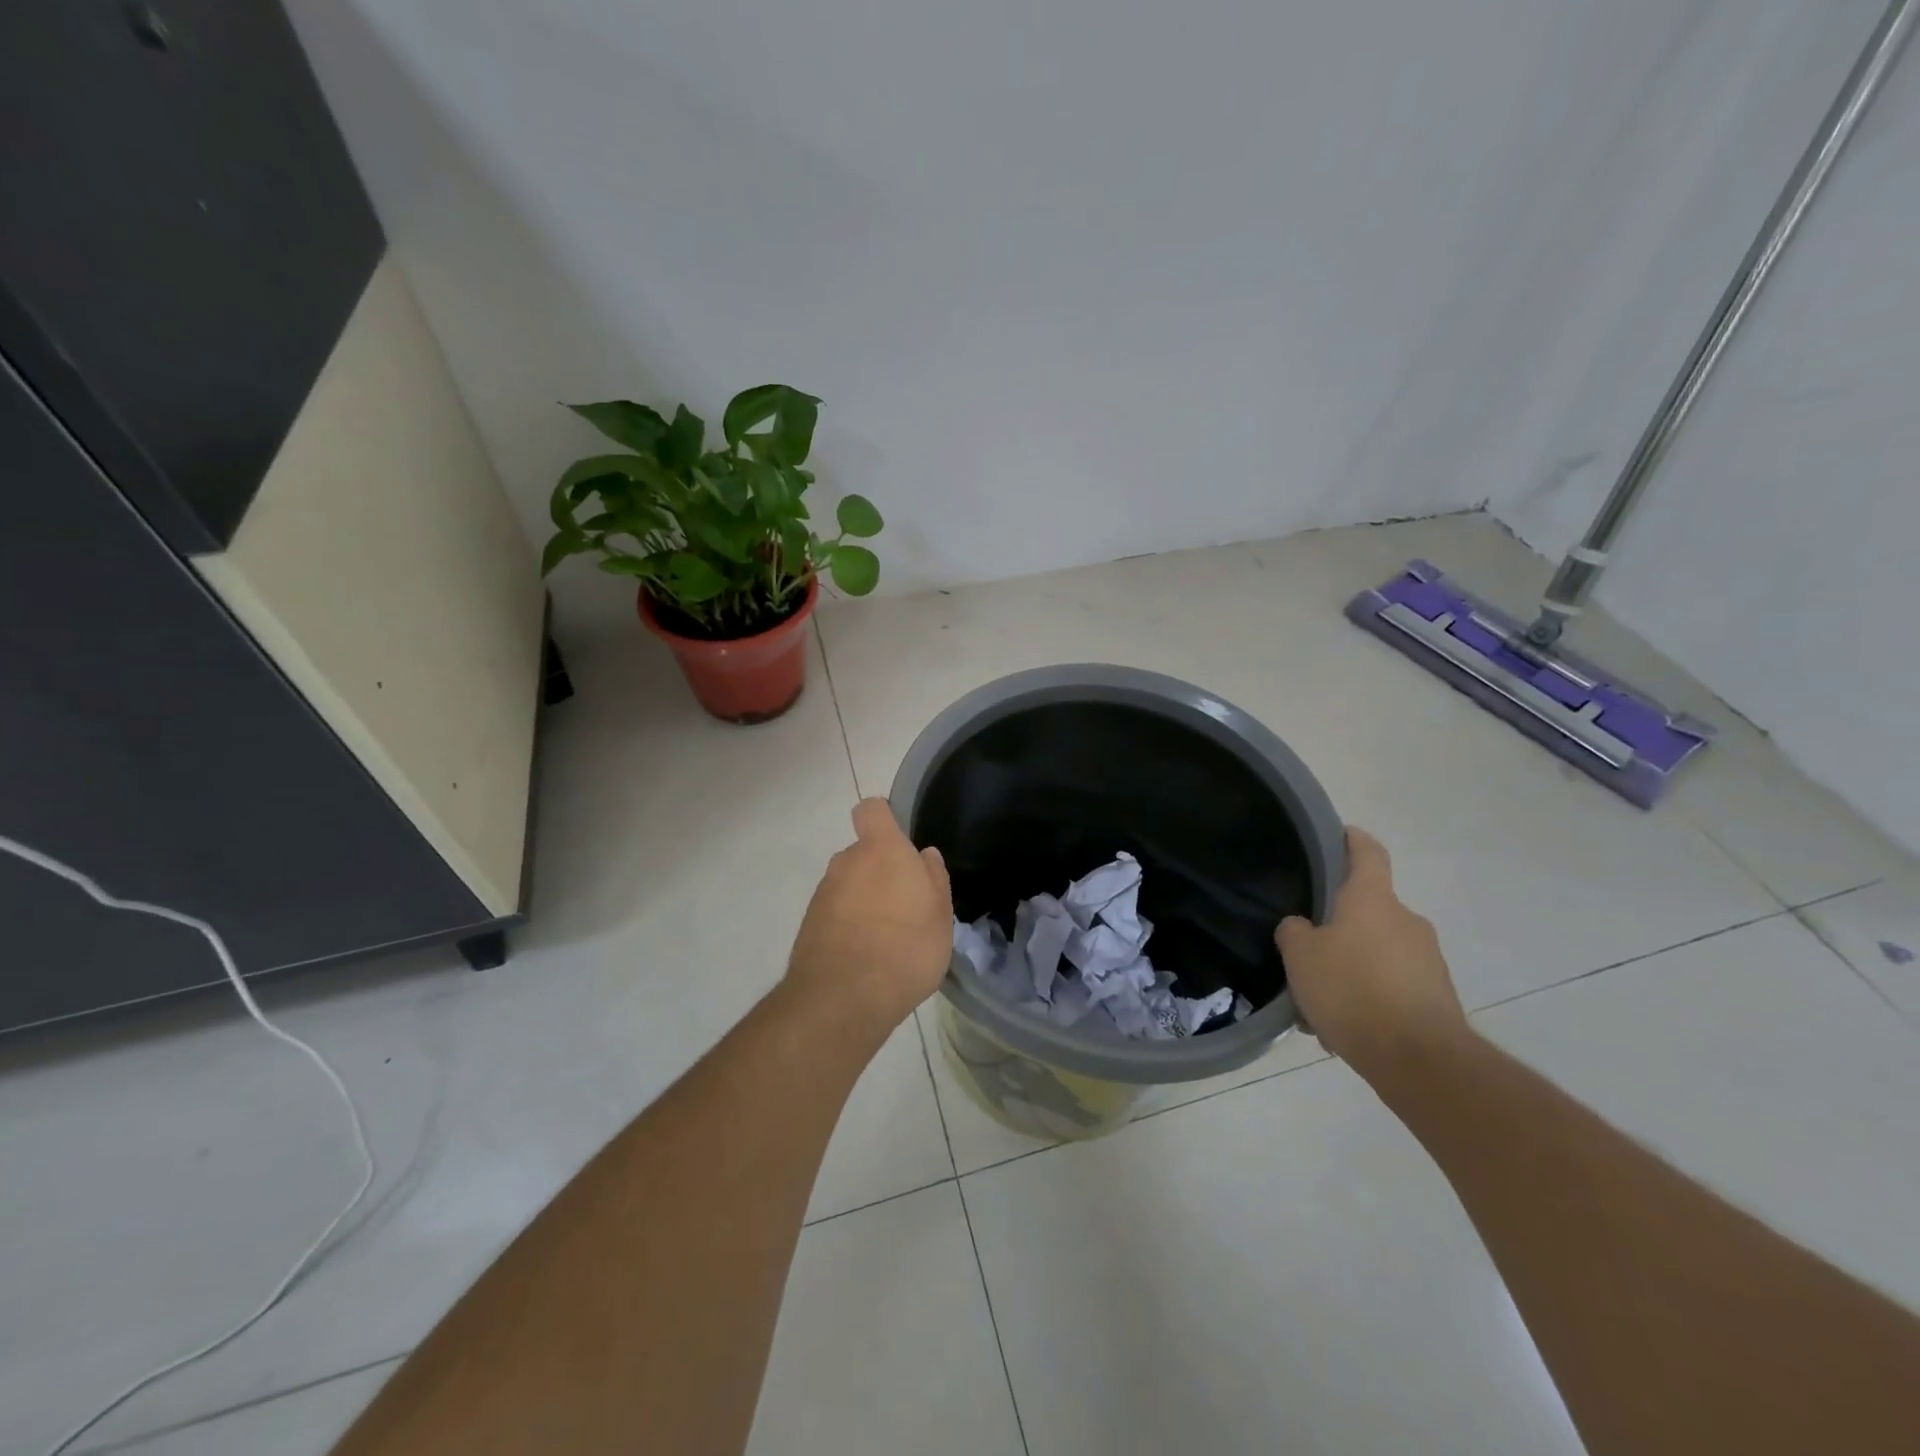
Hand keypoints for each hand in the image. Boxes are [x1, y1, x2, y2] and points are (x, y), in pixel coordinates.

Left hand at [785, 798, 953, 1037]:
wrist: (844, 999)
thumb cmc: (906, 948)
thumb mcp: (940, 915)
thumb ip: (934, 878)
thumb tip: (924, 855)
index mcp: (881, 850)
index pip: (871, 810)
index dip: (884, 818)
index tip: (900, 841)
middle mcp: (847, 862)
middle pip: (862, 852)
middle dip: (880, 870)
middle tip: (904, 904)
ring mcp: (824, 893)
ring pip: (848, 884)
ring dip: (864, 899)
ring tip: (886, 937)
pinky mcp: (809, 923)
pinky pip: (835, 911)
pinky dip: (848, 923)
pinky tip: (865, 955)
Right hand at [1275, 827, 1468, 1084]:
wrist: (1419, 1060)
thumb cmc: (1352, 990)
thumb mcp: (1300, 956)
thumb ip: (1295, 932)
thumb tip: (1302, 927)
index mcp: (1373, 900)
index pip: (1367, 853)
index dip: (1353, 840)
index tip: (1340, 834)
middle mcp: (1406, 921)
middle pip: (1368, 911)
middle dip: (1339, 928)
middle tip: (1308, 952)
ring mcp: (1428, 960)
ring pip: (1377, 954)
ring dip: (1351, 970)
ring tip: (1320, 1006)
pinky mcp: (1438, 998)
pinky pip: (1392, 987)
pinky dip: (1369, 999)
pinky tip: (1343, 1030)